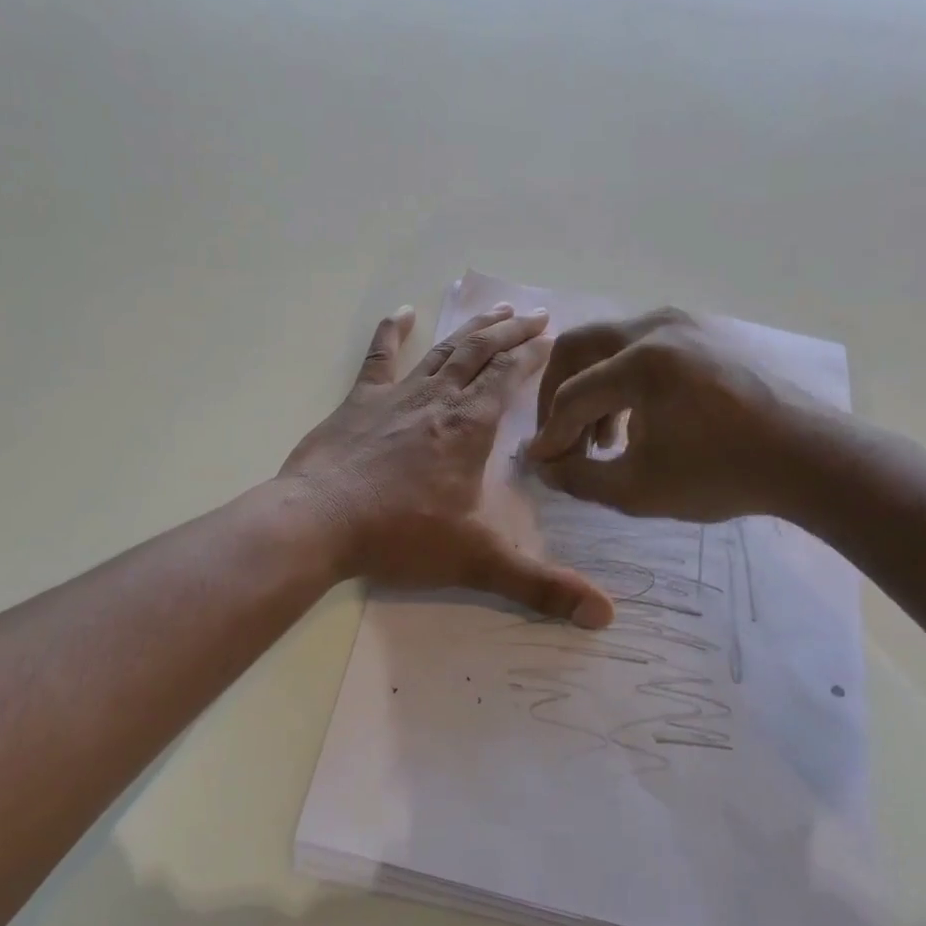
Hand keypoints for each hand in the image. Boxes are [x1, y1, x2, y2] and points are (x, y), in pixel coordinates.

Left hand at [281, 304, 614, 627]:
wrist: (318, 522)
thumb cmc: (399, 536)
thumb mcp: (477, 562)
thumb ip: (541, 586)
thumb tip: (606, 616)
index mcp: (469, 427)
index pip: (507, 378)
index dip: (530, 356)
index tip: (550, 338)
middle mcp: (438, 400)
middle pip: (480, 354)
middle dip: (510, 332)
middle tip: (535, 314)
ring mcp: (396, 396)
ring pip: (443, 351)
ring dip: (471, 329)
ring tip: (495, 309)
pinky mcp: (359, 402)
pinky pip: (380, 357)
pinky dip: (393, 332)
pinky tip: (403, 312)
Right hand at [524, 308, 831, 522]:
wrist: (809, 457)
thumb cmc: (722, 475)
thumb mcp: (638, 489)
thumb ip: (580, 477)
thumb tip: (545, 465)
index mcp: (641, 362)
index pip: (572, 395)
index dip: (550, 433)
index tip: (542, 463)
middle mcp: (657, 327)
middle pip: (579, 347)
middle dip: (557, 394)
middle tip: (557, 435)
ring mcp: (684, 324)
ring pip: (611, 344)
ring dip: (591, 387)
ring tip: (599, 439)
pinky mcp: (703, 334)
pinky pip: (643, 346)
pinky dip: (623, 379)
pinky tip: (634, 421)